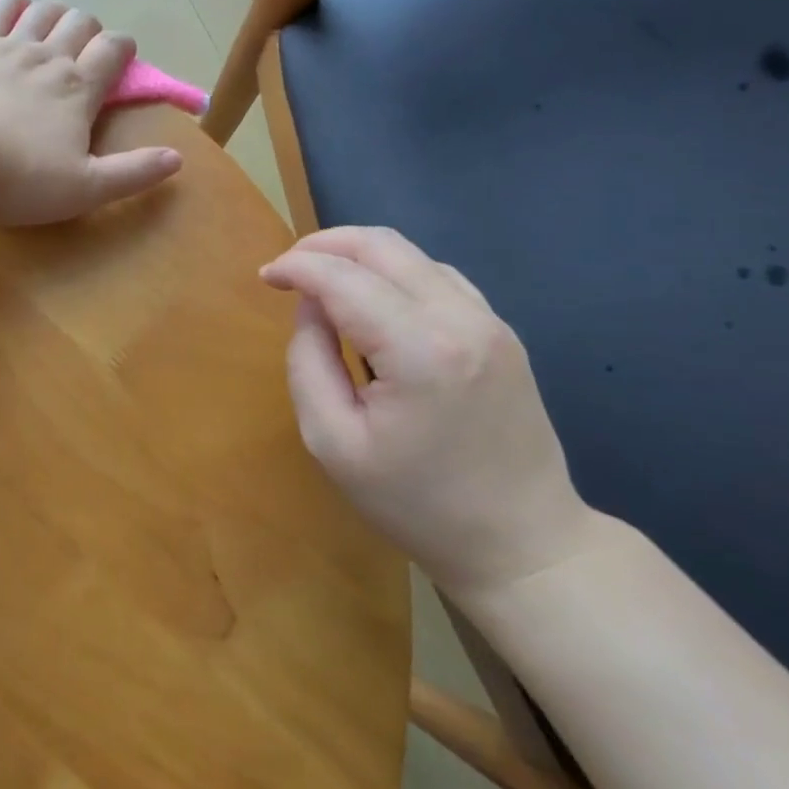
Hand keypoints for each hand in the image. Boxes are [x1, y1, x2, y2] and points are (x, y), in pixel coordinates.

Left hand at [0, 0, 182, 226]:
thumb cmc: (21, 179)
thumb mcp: (86, 188)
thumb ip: (133, 173)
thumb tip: (177, 159)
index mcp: (79, 88)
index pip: (113, 49)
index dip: (123, 48)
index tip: (121, 58)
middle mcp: (50, 57)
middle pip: (81, 20)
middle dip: (91, 30)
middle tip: (84, 52)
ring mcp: (10, 47)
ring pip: (45, 8)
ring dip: (57, 13)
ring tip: (54, 31)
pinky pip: (1, 8)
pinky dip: (14, 4)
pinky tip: (15, 12)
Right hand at [260, 227, 601, 597]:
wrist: (523, 544)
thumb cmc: (415, 503)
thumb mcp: (333, 442)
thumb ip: (308, 361)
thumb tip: (310, 306)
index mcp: (418, 350)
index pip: (343, 277)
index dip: (296, 266)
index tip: (265, 277)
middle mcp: (461, 319)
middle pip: (381, 245)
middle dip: (324, 245)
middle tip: (287, 268)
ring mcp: (490, 321)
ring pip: (411, 254)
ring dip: (359, 255)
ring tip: (322, 282)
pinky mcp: (501, 332)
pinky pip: (438, 276)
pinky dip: (394, 272)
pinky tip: (373, 300)